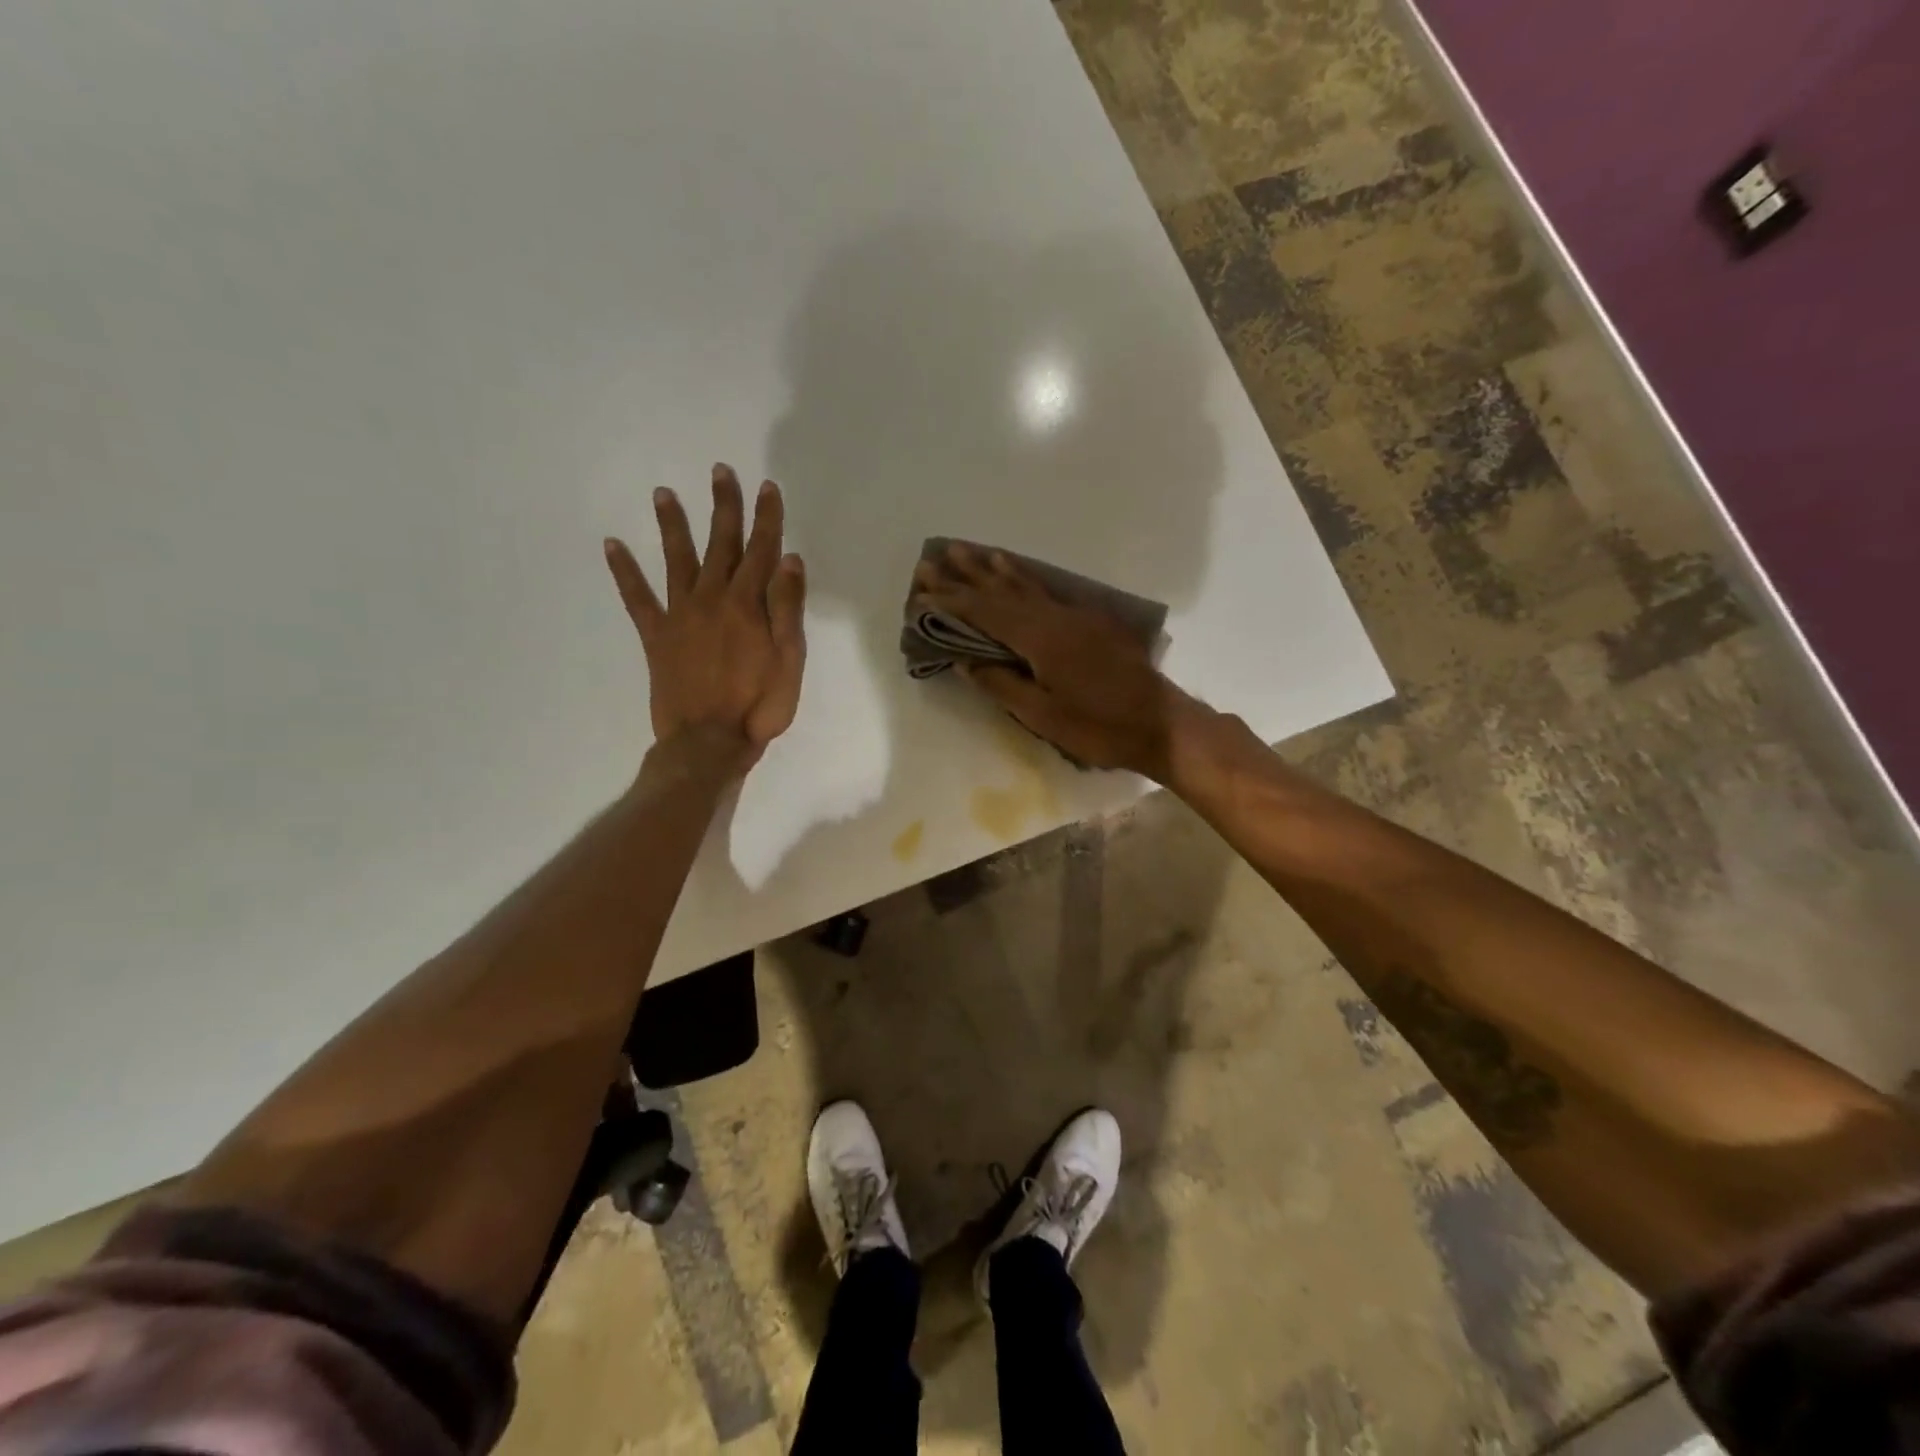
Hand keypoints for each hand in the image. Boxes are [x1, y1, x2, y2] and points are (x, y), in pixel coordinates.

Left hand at [605, 463, 806, 771]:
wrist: (708, 742)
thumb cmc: (759, 705)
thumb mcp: (790, 660)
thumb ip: (788, 608)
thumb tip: (789, 559)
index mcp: (748, 604)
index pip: (761, 550)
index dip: (766, 518)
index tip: (768, 487)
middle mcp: (711, 598)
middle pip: (720, 544)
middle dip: (723, 507)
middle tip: (720, 471)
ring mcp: (679, 615)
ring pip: (676, 560)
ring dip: (672, 525)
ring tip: (662, 493)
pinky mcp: (655, 636)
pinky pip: (637, 598)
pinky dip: (624, 572)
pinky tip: (611, 545)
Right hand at [914, 543, 1210, 780]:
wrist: (1160, 723)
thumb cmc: (1099, 727)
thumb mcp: (1043, 716)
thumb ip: (1002, 685)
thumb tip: (965, 662)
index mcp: (1040, 639)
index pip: (986, 613)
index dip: (952, 601)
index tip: (923, 590)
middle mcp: (1055, 617)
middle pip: (1002, 592)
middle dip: (966, 576)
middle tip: (935, 558)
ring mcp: (1075, 616)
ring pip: (1026, 586)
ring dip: (994, 569)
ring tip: (970, 552)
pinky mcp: (1091, 622)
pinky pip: (1046, 591)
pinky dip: (1024, 578)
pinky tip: (1015, 571)